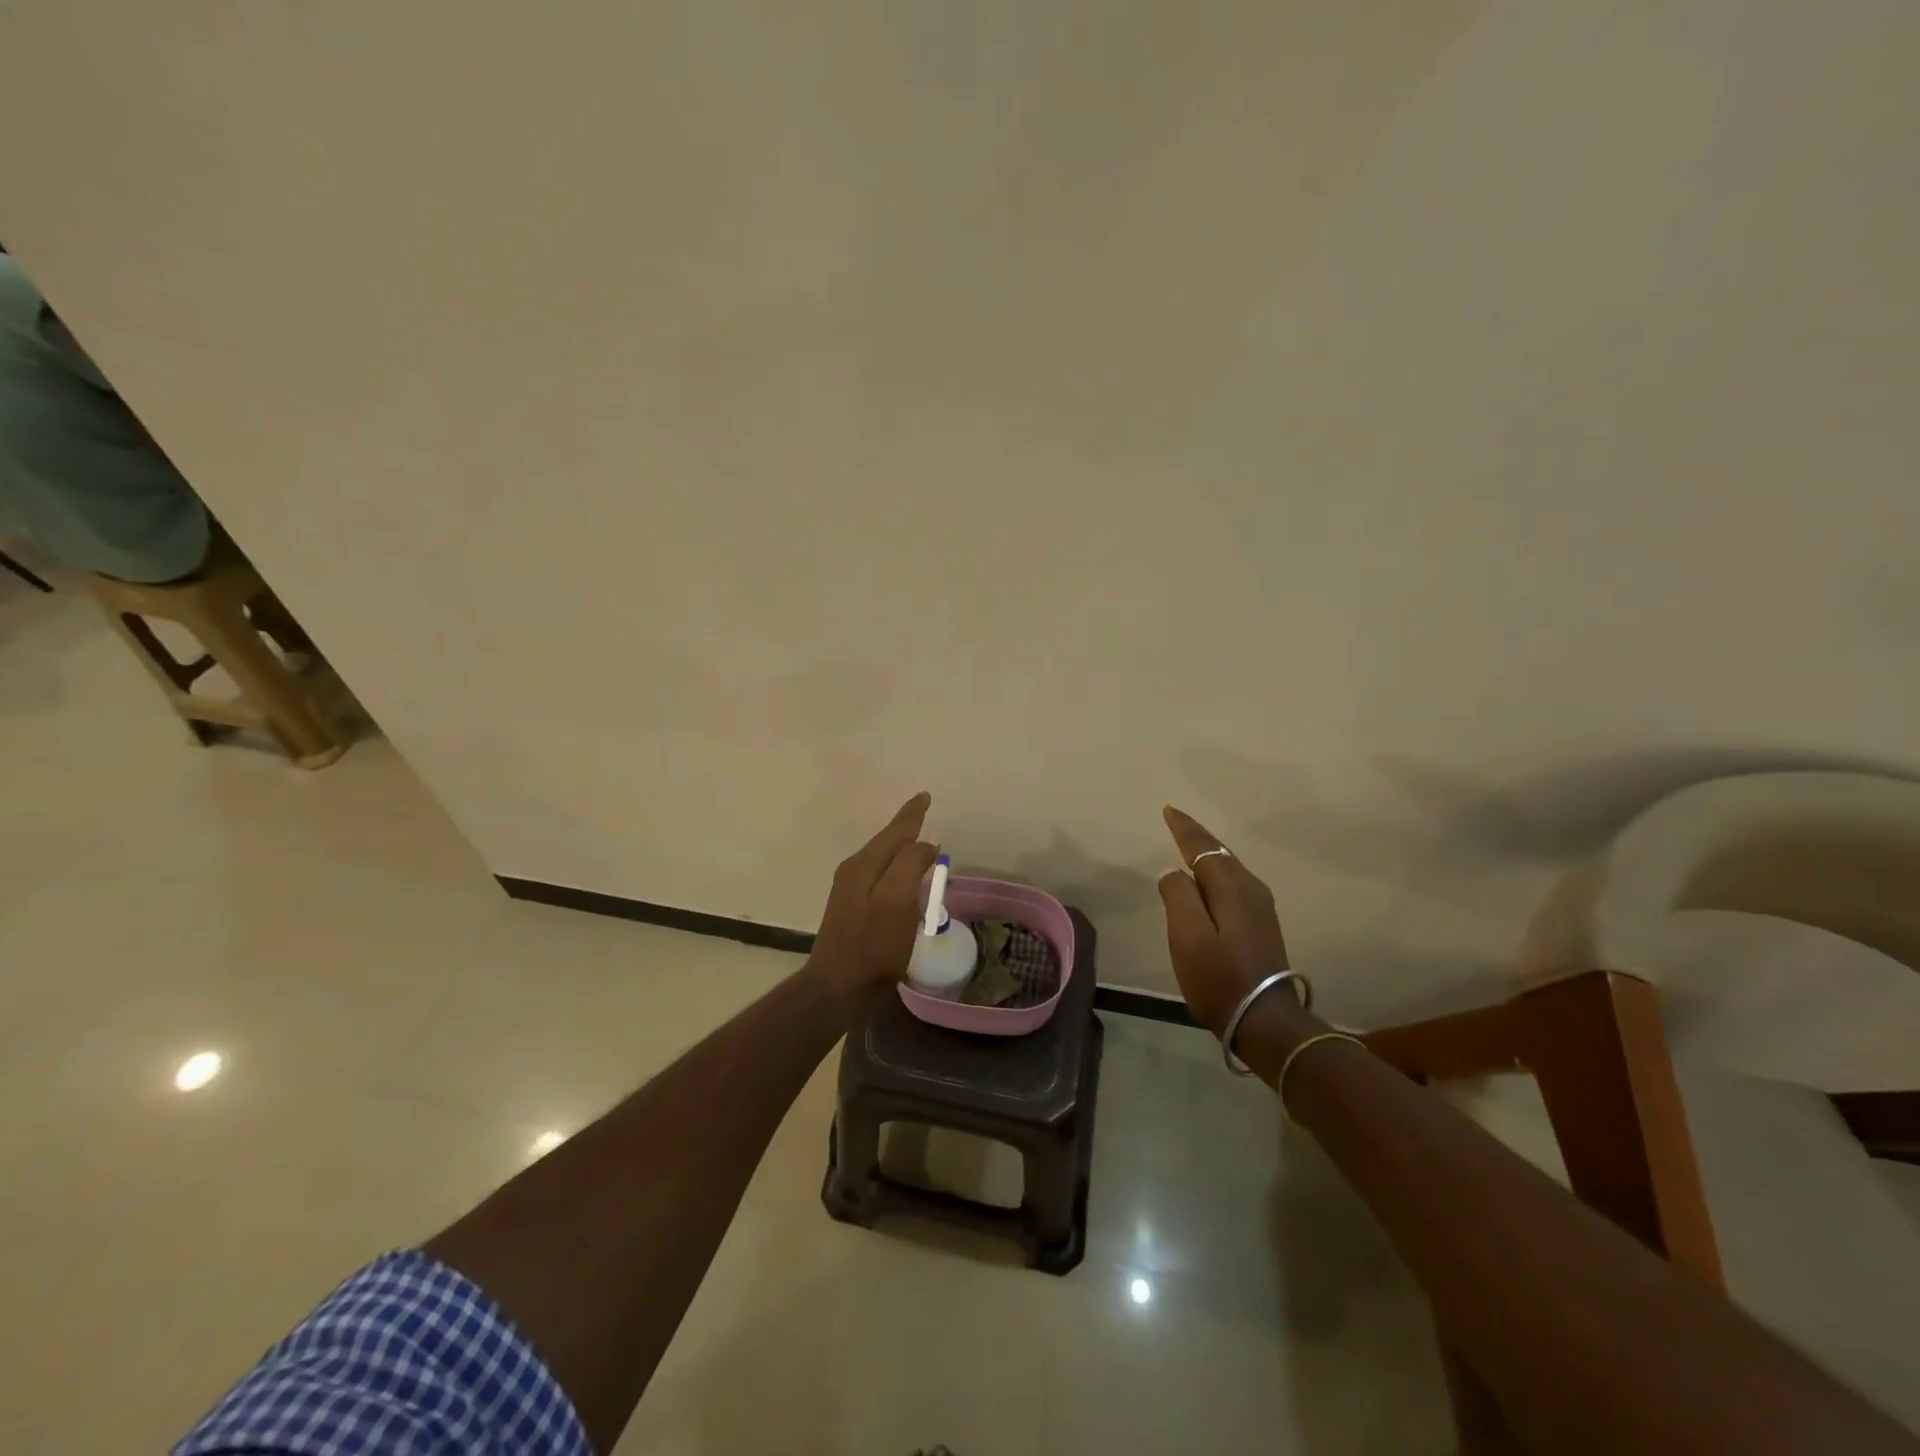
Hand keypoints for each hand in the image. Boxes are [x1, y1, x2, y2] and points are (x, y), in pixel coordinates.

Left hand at [810, 792, 939, 996]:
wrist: (838, 988)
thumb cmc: (873, 944)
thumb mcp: (897, 900)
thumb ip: (910, 864)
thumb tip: (925, 844)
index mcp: (864, 864)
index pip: (895, 831)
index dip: (911, 814)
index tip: (925, 796)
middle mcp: (854, 871)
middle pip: (885, 841)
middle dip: (905, 827)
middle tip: (923, 813)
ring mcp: (850, 891)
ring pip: (881, 858)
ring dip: (900, 847)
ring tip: (918, 840)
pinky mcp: (852, 911)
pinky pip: (879, 876)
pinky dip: (895, 868)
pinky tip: (903, 878)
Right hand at [1157, 805, 1291, 1036]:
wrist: (1265, 1021)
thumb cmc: (1220, 977)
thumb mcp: (1188, 936)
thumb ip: (1178, 896)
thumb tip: (1173, 871)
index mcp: (1232, 887)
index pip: (1204, 847)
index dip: (1185, 829)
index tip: (1169, 810)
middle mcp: (1251, 890)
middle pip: (1220, 854)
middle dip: (1198, 837)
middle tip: (1176, 822)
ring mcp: (1261, 908)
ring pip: (1229, 869)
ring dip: (1208, 854)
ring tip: (1189, 846)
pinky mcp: (1261, 926)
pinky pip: (1234, 885)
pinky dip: (1217, 874)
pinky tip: (1209, 882)